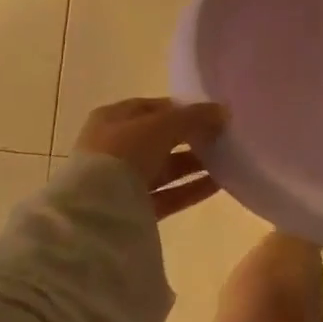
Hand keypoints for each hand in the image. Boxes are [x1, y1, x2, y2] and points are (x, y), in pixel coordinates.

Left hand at [75, 98, 225, 219]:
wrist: (95, 213)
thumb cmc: (124, 153)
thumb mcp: (162, 125)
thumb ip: (194, 117)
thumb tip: (223, 112)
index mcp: (112, 119)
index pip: (152, 108)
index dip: (181, 109)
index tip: (210, 113)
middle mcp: (114, 148)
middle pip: (160, 139)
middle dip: (190, 137)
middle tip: (221, 137)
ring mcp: (122, 181)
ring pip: (165, 168)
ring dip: (194, 164)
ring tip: (227, 160)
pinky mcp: (133, 210)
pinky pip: (167, 195)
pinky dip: (190, 189)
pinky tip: (219, 183)